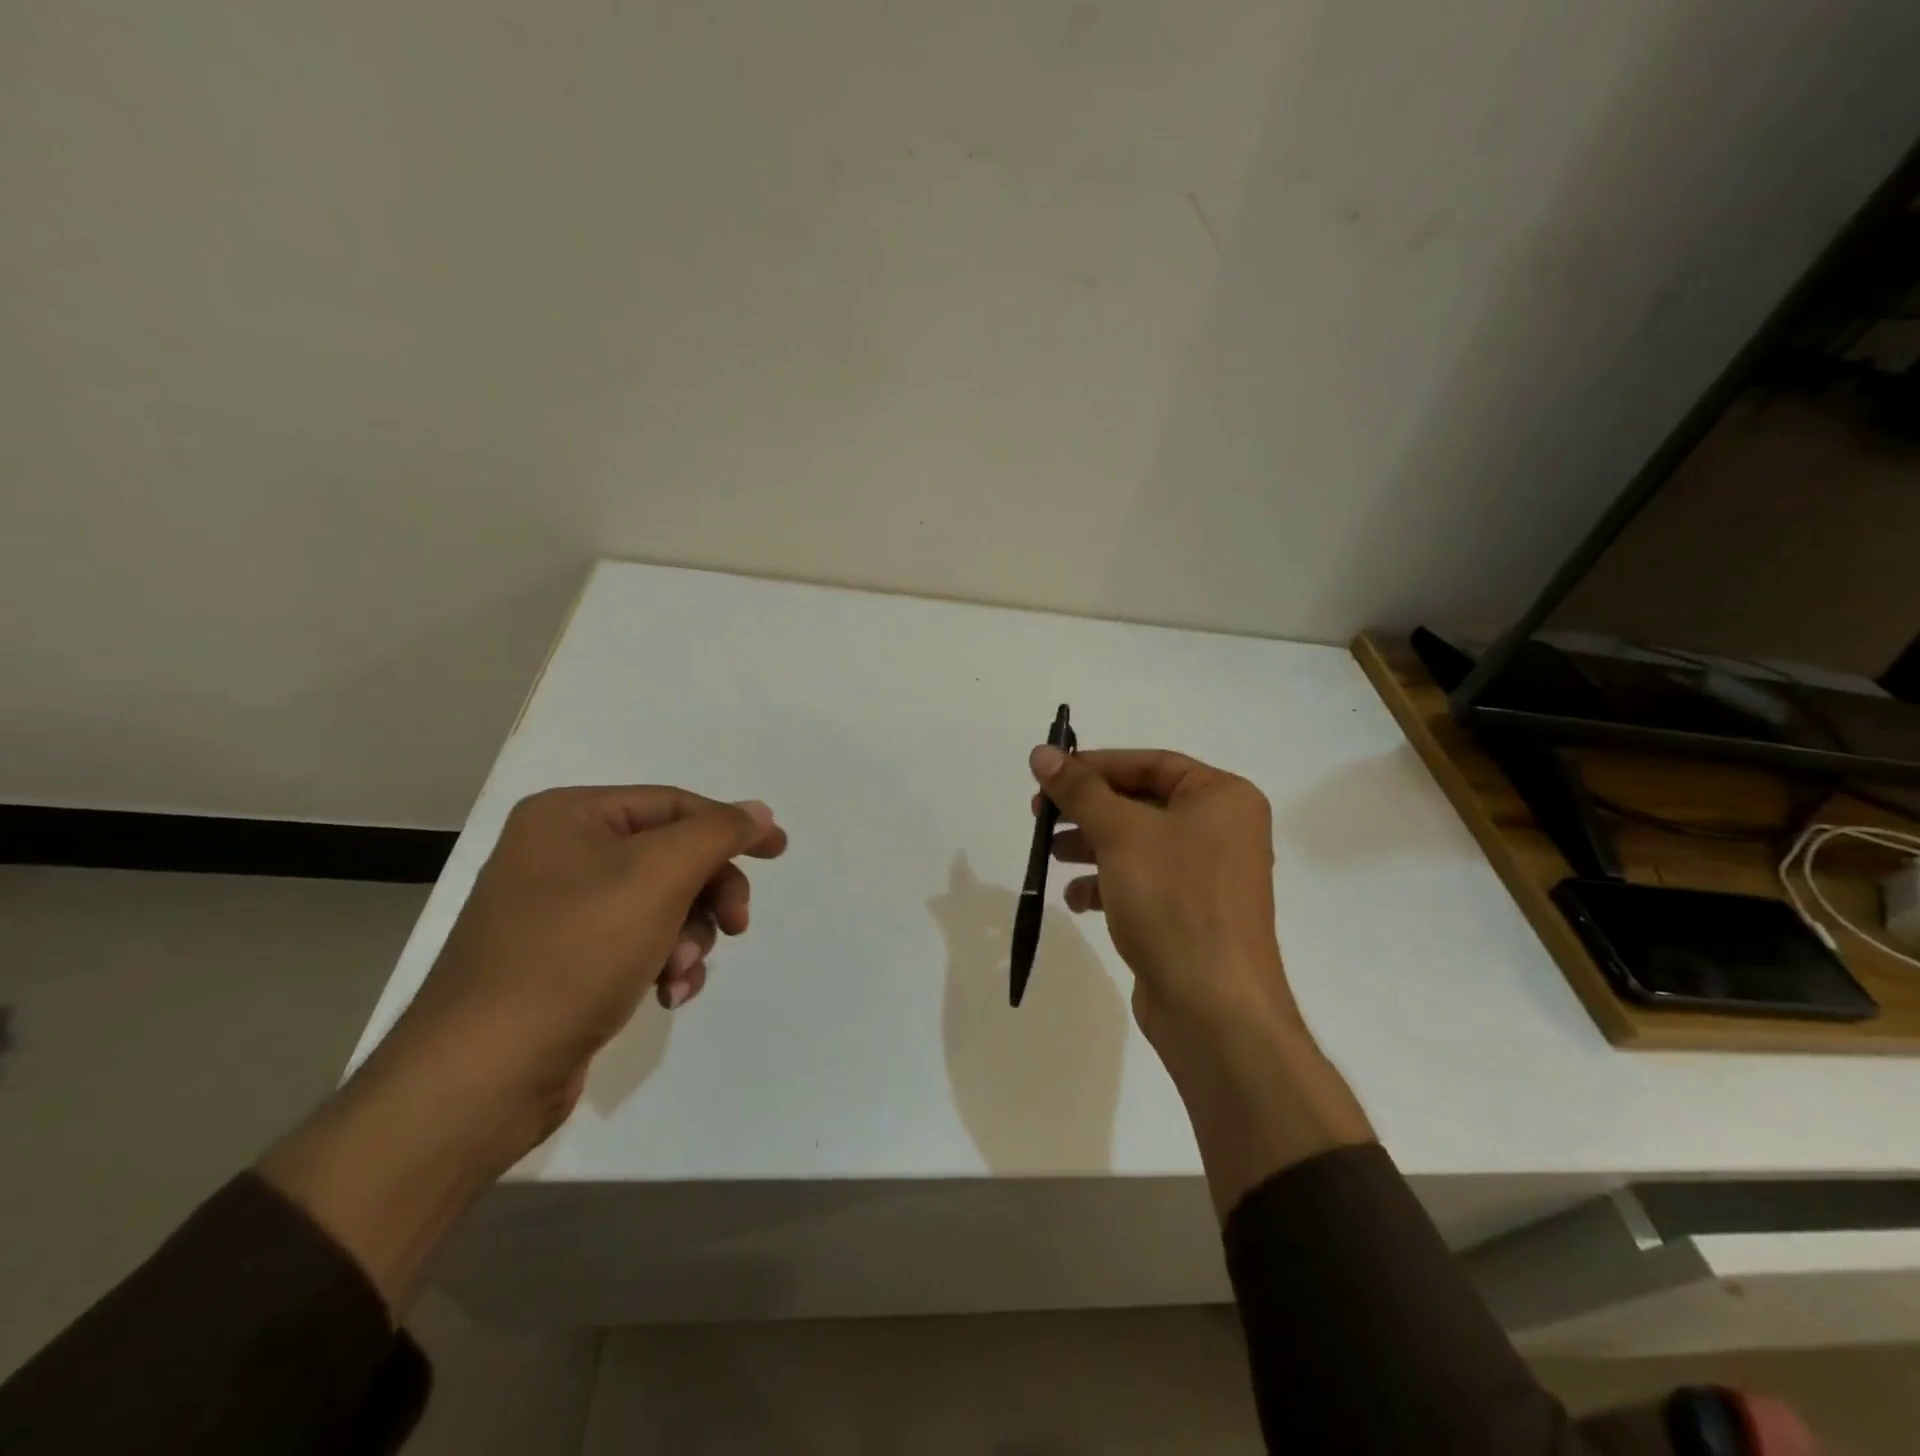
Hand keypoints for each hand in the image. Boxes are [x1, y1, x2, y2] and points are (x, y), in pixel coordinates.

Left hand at [385, 785, 786, 1154]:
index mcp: (568, 817)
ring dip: (689, 938)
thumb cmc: (574, 954)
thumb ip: (717, 833)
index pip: (674, 804)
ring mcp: (559, 911)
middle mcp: (559, 854)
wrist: (483, 1075)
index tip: (780, 851)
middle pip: (670, 856)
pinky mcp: (565, 962)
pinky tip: (667, 996)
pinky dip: (664, 964)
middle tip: (736, 926)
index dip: (731, 826)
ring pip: (662, 904)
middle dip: (708, 895)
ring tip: (681, 974)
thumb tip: (759, 811)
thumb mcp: (658, 877)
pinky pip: (637, 942)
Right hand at [1031, 745, 1296, 1053]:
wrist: (1214, 1008)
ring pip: (1136, 845)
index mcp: (1223, 798)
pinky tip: (1076, 900)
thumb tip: (1041, 752)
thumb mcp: (1120, 834)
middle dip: (1088, 810)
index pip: (1150, 764)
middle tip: (1040, 815)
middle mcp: (1222, 830)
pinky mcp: (1189, 914)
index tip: (1049, 774)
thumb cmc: (1174, 901)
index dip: (1096, 765)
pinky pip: (1142, 883)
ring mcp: (1207, 876)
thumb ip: (1079, 790)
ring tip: (1050, 855)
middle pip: (1141, 803)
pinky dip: (1107, 884)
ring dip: (1090, 847)